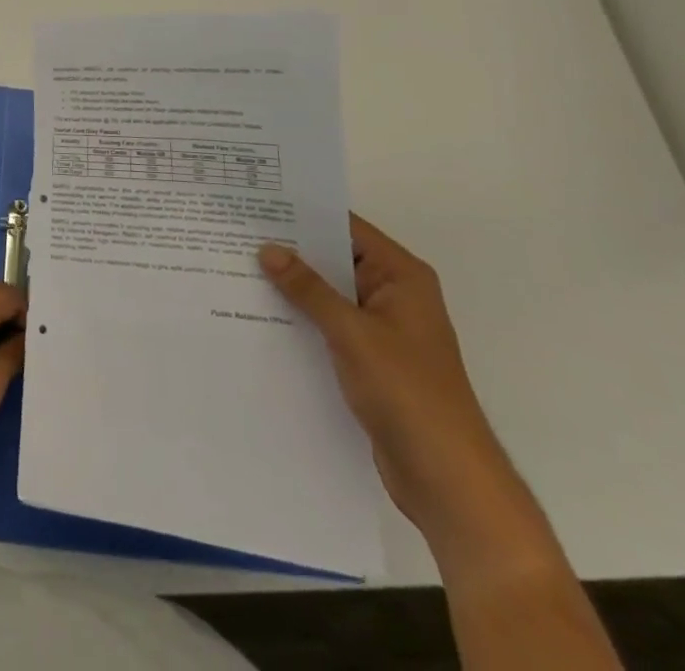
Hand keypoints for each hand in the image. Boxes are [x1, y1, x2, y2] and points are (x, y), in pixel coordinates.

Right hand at [260, 216, 541, 562]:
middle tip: (236, 233)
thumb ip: (309, 289)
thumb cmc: (408, 393)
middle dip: (290, 250)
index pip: (346, 228)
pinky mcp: (369, 360)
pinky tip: (259, 314)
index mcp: (401, 277)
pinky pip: (328, 325)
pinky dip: (300, 318)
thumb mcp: (353, 334)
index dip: (304, 214)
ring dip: (291, 287)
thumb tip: (268, 249)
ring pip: (328, 294)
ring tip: (237, 268)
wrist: (447, 480)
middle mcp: (393, 295)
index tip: (258, 203)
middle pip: (335, 259)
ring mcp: (381, 329)